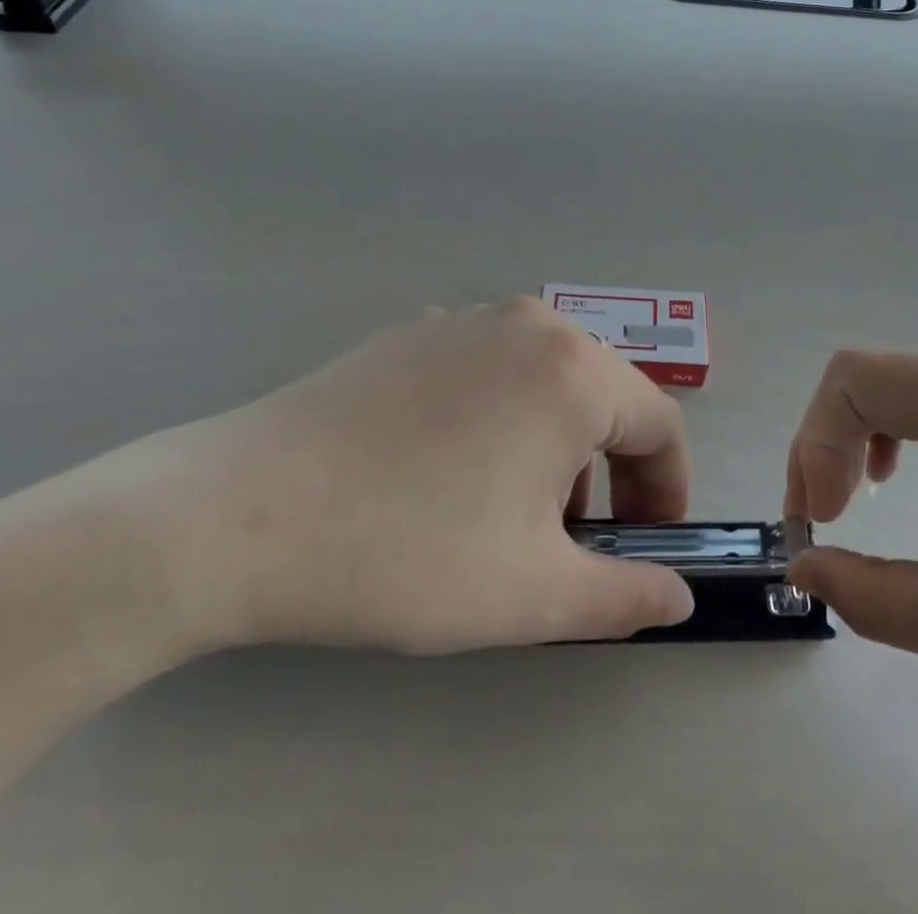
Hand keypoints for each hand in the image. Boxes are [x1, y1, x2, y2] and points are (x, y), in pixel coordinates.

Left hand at [148, 299, 694, 655]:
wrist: (240, 513)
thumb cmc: (408, 551)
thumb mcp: (533, 594)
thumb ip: (624, 598)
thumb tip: (677, 599)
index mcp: (574, 370)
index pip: (659, 423)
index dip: (668, 489)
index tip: (650, 544)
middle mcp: (532, 324)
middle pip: (606, 395)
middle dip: (612, 470)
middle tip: (579, 538)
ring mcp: (469, 318)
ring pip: (549, 379)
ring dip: (557, 442)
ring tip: (514, 507)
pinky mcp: (417, 330)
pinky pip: (493, 367)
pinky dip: (505, 413)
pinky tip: (454, 466)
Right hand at [784, 339, 917, 809]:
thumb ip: (873, 597)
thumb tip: (802, 567)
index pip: (856, 379)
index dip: (815, 444)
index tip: (819, 523)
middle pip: (879, 377)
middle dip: (832, 444)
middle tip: (826, 521)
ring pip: (912, 384)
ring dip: (869, 438)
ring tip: (864, 500)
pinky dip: (914, 435)